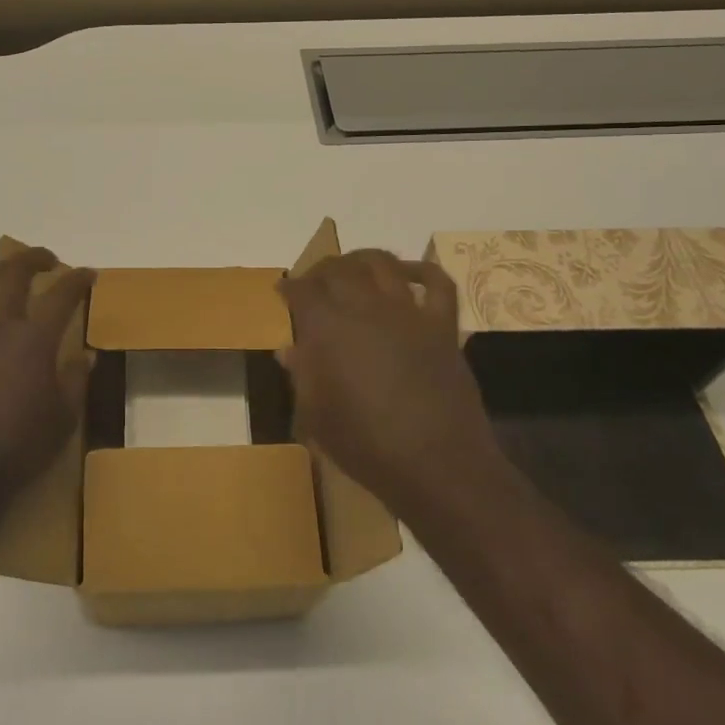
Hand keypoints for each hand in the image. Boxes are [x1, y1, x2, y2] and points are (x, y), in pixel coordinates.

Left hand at [0, 248, 94, 496]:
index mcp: (33, 341)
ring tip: (6, 271)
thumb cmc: (18, 450)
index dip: (78, 280)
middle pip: (13, 274)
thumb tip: (87, 355)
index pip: (61, 296)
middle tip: (47, 261)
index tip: (88, 275)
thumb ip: (77, 381)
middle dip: (34, 259)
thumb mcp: (64, 420)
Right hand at [279, 250, 501, 513]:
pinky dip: (423, 270)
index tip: (283, 290)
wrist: (438, 466)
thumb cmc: (367, 446)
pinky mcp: (441, 326)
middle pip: (338, 269)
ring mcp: (408, 313)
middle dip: (320, 269)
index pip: (302, 291)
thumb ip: (302, 376)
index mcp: (328, 329)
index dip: (289, 287)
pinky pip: (438, 284)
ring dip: (362, 259)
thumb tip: (289, 349)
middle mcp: (365, 308)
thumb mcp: (317, 417)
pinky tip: (409, 273)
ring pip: (382, 263)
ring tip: (353, 267)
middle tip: (313, 280)